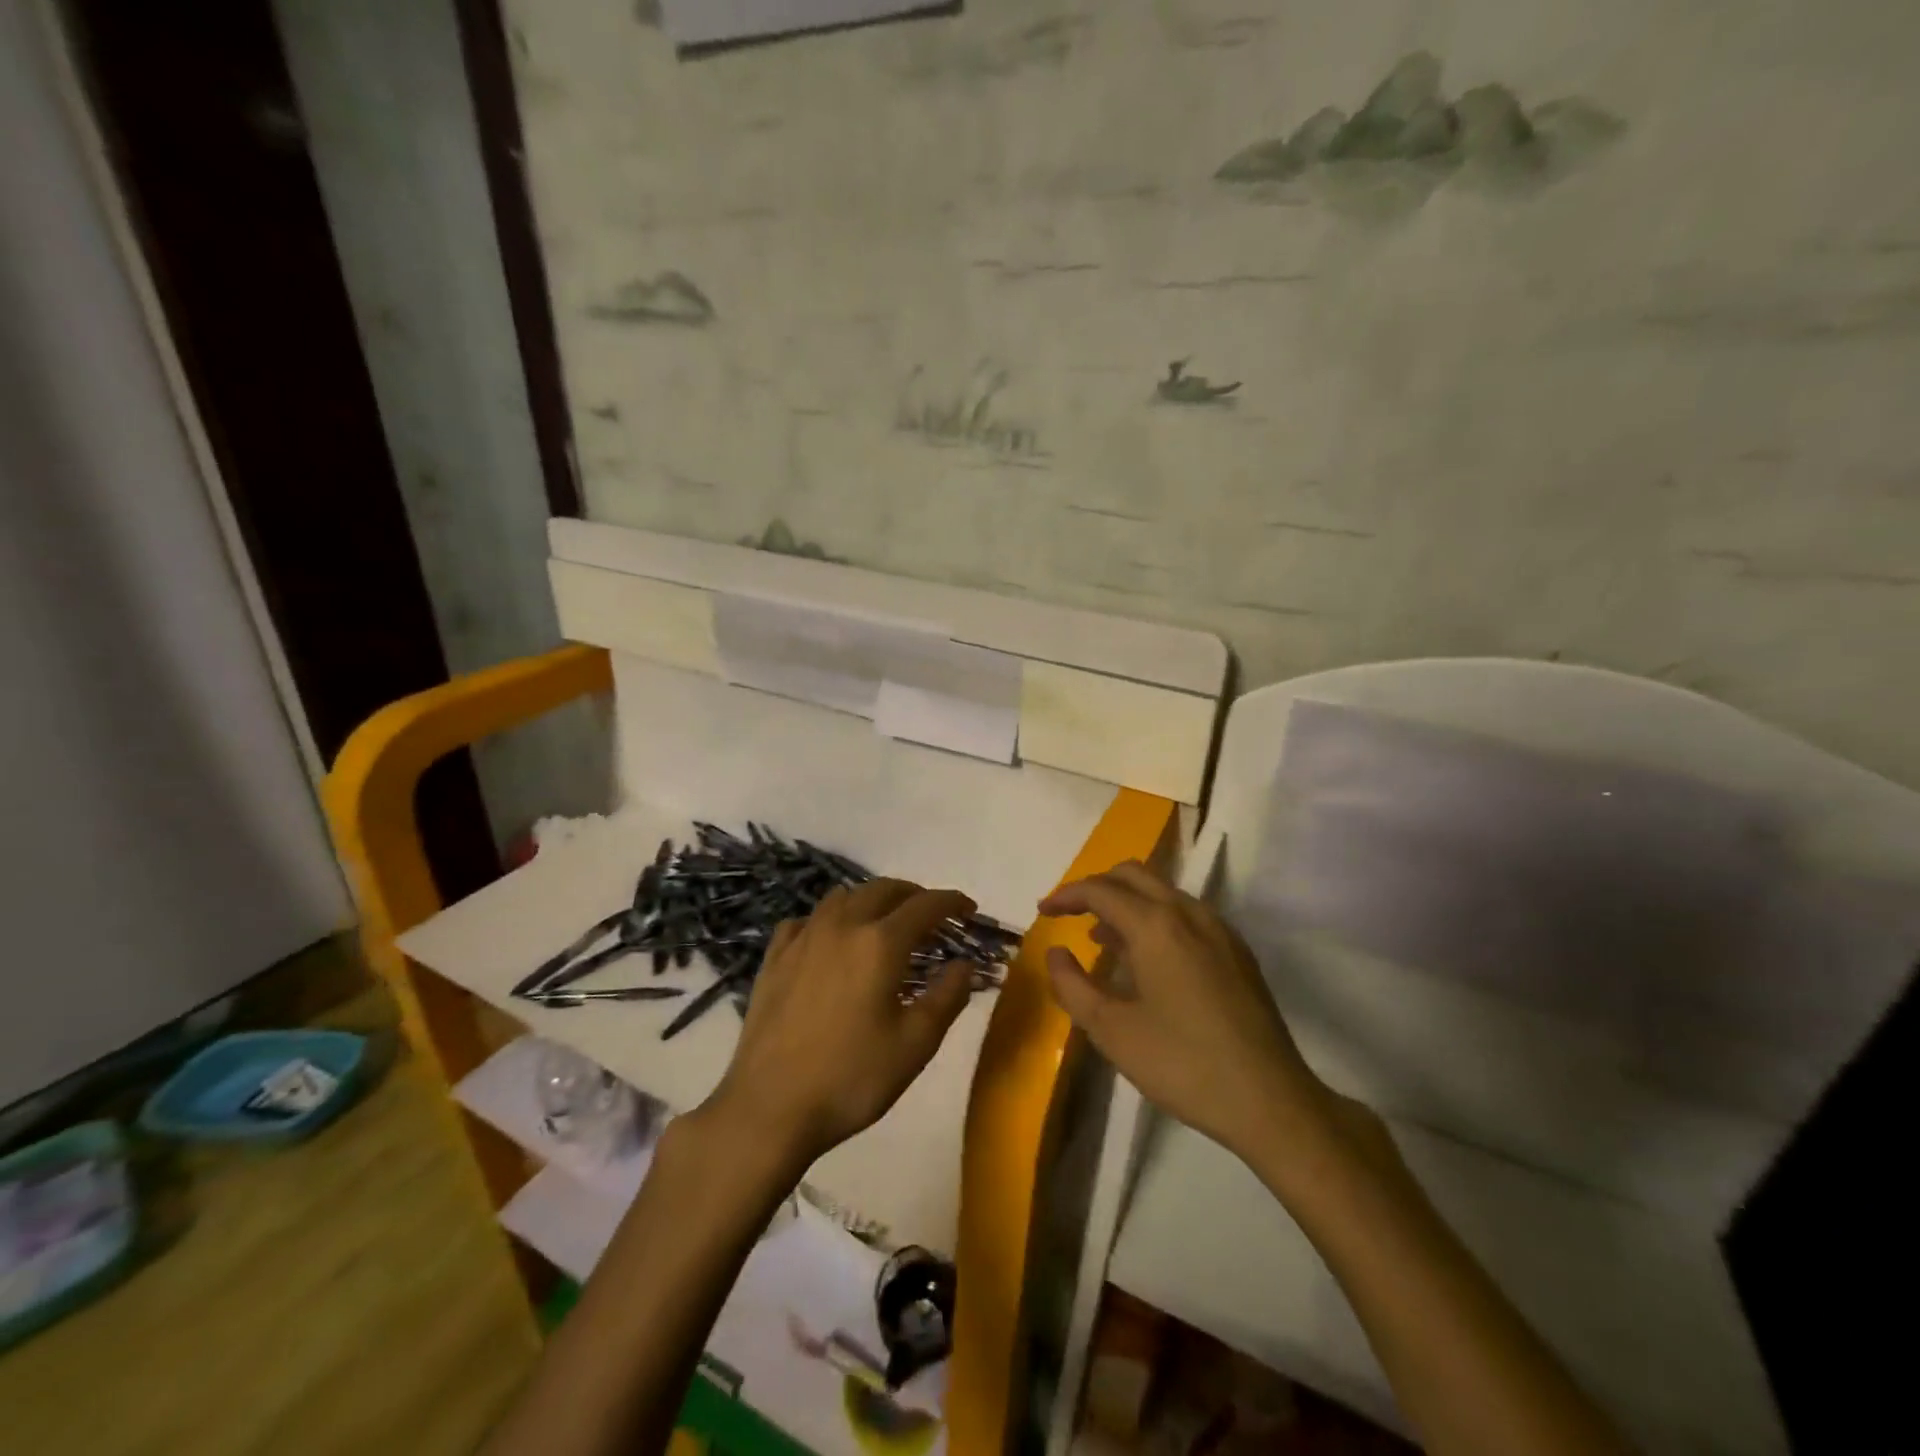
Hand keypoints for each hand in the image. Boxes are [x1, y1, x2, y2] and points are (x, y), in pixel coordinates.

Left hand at [699, 878, 977, 1168]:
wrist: (769, 1107)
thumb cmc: (851, 1078)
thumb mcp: (915, 1045)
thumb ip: (947, 997)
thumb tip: (965, 964)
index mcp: (880, 943)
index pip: (925, 906)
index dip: (952, 902)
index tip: (969, 909)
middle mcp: (842, 926)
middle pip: (883, 889)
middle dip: (914, 895)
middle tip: (931, 915)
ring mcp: (803, 939)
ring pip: (842, 897)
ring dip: (871, 900)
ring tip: (884, 923)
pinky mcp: (774, 958)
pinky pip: (805, 920)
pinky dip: (827, 920)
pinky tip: (829, 941)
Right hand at [1040, 861, 1338, 1162]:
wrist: (1271, 1101)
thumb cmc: (1182, 1064)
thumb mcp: (1111, 1030)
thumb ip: (1072, 985)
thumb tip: (1056, 952)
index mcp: (1156, 925)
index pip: (1100, 889)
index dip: (1066, 896)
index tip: (1043, 912)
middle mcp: (1189, 913)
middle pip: (1134, 875)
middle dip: (1097, 887)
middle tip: (1070, 914)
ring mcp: (1219, 930)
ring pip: (1163, 892)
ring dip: (1127, 903)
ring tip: (1102, 940)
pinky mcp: (1237, 952)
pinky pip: (1186, 915)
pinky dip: (1156, 919)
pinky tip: (1147, 961)